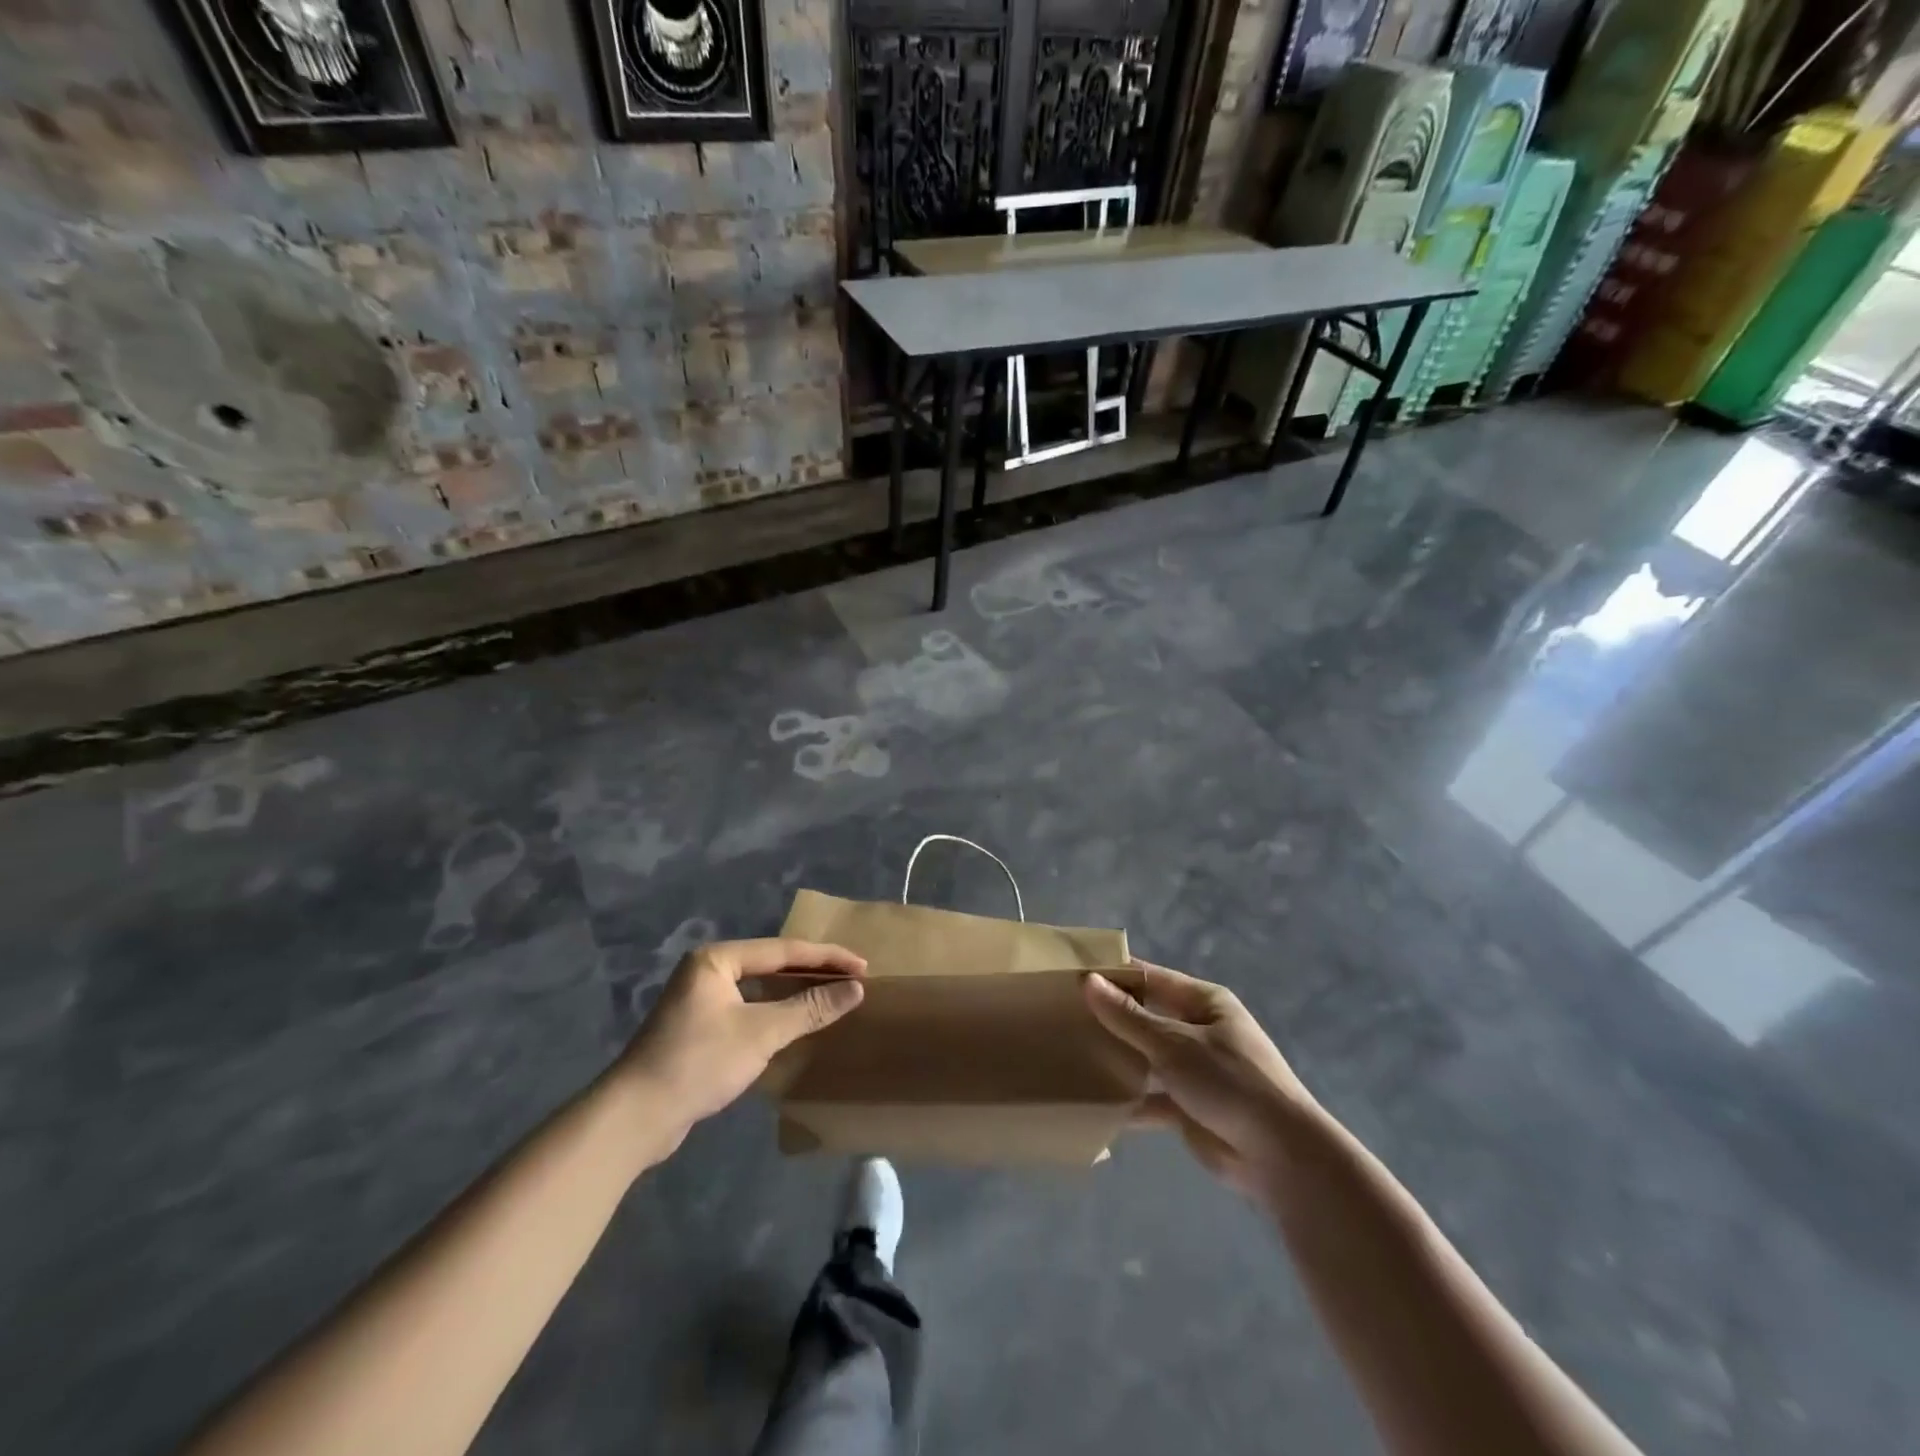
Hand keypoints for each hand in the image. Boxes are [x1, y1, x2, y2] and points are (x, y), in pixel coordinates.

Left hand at [622, 939, 865, 1133]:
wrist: (635, 1116)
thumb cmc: (699, 1062)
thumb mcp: (762, 1033)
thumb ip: (810, 1008)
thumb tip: (856, 989)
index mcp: (717, 959)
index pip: (784, 950)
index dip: (827, 958)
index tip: (863, 966)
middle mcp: (707, 970)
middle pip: (772, 964)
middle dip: (813, 972)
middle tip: (853, 979)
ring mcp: (700, 1000)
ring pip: (760, 988)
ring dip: (795, 992)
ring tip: (832, 996)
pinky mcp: (698, 1028)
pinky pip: (749, 1008)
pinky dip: (776, 1012)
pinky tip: (797, 1022)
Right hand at [1085, 960, 1320, 1197]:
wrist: (1281, 1158)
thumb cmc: (1230, 1083)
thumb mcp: (1174, 1044)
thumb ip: (1128, 1016)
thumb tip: (1088, 981)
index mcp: (1203, 1002)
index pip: (1150, 978)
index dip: (1114, 974)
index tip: (1072, 974)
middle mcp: (1198, 1030)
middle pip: (1145, 1016)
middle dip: (1110, 1017)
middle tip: (1061, 1014)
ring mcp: (1194, 1070)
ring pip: (1145, 1057)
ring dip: (1117, 1058)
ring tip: (1068, 1053)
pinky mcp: (1188, 1107)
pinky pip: (1150, 1096)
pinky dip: (1127, 1099)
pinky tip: (1092, 1101)